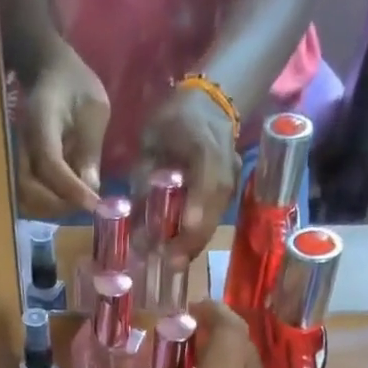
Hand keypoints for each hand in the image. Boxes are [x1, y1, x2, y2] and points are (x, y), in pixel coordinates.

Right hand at [15, 43, 108, 218]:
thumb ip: (90, 148)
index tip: (95, 205)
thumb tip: (90, 189)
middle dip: (60, 206)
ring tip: (77, 203)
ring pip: (25, 200)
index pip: (50, 164)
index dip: (72, 189)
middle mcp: (20, 143)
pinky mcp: (17, 168)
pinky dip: (46, 207)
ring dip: (52, 210)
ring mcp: (15, 157)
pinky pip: (27, 197)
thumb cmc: (77, 87)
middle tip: (87, 206)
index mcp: (40, 122)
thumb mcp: (94, 110)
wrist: (51, 73)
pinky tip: (66, 200)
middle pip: (29, 191)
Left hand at [138, 86, 239, 258]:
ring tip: (173, 263)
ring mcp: (233, 179)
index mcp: (204, 145)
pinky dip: (199, 235)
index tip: (175, 241)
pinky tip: (183, 249)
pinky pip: (216, 218)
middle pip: (213, 211)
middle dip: (191, 241)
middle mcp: (226, 165)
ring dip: (195, 243)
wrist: (210, 103)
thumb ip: (143, 180)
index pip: (204, 184)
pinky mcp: (232, 191)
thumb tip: (134, 227)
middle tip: (169, 264)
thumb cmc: (172, 120)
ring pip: (216, 219)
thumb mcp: (150, 141)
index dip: (191, 215)